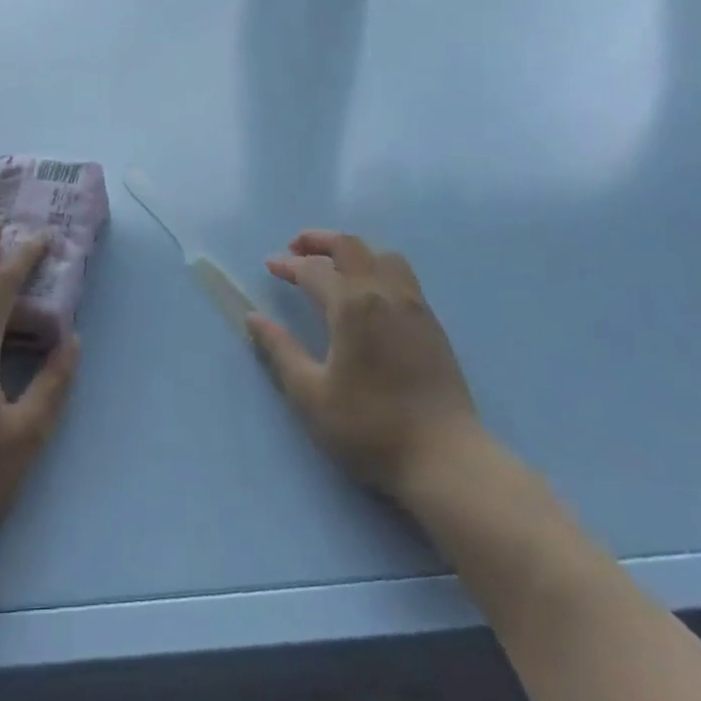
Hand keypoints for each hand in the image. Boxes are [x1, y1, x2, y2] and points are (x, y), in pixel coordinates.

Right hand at [245, 230, 481, 501]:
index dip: (289, 265)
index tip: (271, 265)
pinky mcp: (432, 323)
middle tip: (296, 249)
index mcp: (352, 306)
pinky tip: (368, 293)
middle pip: (351, 246)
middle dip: (319, 240)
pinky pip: (402, 275)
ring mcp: (414, 305)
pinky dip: (376, 267)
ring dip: (353, 251)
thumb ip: (281, 351)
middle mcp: (384, 293)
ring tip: (333, 266)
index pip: (314, 269)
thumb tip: (254, 318)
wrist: (446, 459)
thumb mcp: (311, 395)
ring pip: (382, 255)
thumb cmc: (370, 427)